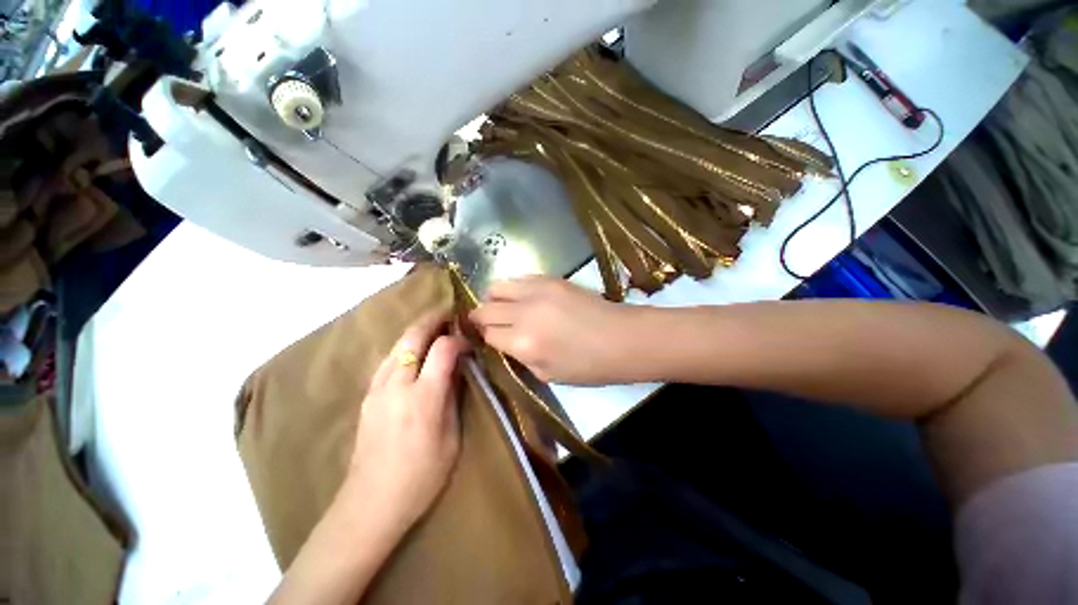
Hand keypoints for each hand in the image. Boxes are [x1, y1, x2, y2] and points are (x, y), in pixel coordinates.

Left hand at [344, 313, 467, 533]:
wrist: (371, 503)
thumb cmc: (421, 476)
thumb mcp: (451, 438)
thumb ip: (454, 397)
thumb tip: (459, 369)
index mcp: (423, 398)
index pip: (442, 350)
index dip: (458, 340)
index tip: (469, 343)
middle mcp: (397, 386)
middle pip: (413, 337)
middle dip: (432, 320)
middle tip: (448, 314)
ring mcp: (377, 389)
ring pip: (397, 345)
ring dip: (416, 332)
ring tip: (433, 327)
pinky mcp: (367, 396)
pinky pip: (387, 361)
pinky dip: (403, 348)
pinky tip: (413, 353)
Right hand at [469, 276, 636, 383]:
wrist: (621, 338)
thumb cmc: (589, 366)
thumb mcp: (548, 374)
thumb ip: (520, 357)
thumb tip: (506, 343)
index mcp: (523, 344)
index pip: (487, 334)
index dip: (485, 337)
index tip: (488, 338)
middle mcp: (524, 314)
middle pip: (485, 309)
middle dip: (481, 318)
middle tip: (488, 323)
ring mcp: (537, 291)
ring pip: (497, 287)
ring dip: (494, 299)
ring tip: (503, 307)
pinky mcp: (551, 279)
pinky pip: (519, 278)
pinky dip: (514, 288)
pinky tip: (523, 297)